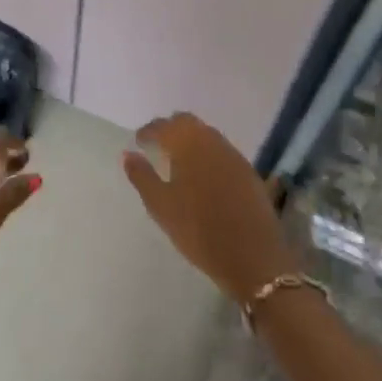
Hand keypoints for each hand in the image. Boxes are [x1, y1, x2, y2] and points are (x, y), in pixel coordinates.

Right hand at [122, 113, 295, 304]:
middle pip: (187, 122)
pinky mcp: (248, 172)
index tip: (139, 141)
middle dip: (170, 128)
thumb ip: (142, 176)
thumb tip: (128, 154)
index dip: (148, 131)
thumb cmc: (199, 231)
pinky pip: (221, 150)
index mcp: (188, 145)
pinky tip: (203, 173)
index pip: (163, 126)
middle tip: (156, 144)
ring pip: (207, 134)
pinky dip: (207, 153)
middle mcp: (212, 142)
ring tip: (177, 158)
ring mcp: (233, 155)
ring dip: (190, 139)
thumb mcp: (161, 206)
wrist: (253, 258)